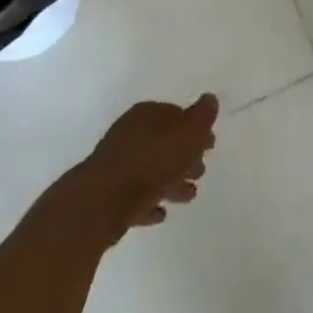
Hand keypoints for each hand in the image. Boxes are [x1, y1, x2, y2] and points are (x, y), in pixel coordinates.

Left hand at [70, 94, 219, 236]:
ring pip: (151, 171)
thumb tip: (210, 99)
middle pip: (164, 143)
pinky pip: (135, 197)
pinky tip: (161, 213)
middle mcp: (129, 134)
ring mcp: (116, 165)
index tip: (210, 145)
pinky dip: (150, 202)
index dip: (195, 128)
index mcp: (147, 114)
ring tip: (189, 195)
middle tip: (201, 170)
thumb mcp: (189, 132)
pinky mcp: (107, 196)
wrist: (102, 202)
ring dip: (171, 182)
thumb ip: (203, 116)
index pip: (176, 114)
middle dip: (185, 156)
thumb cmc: (152, 160)